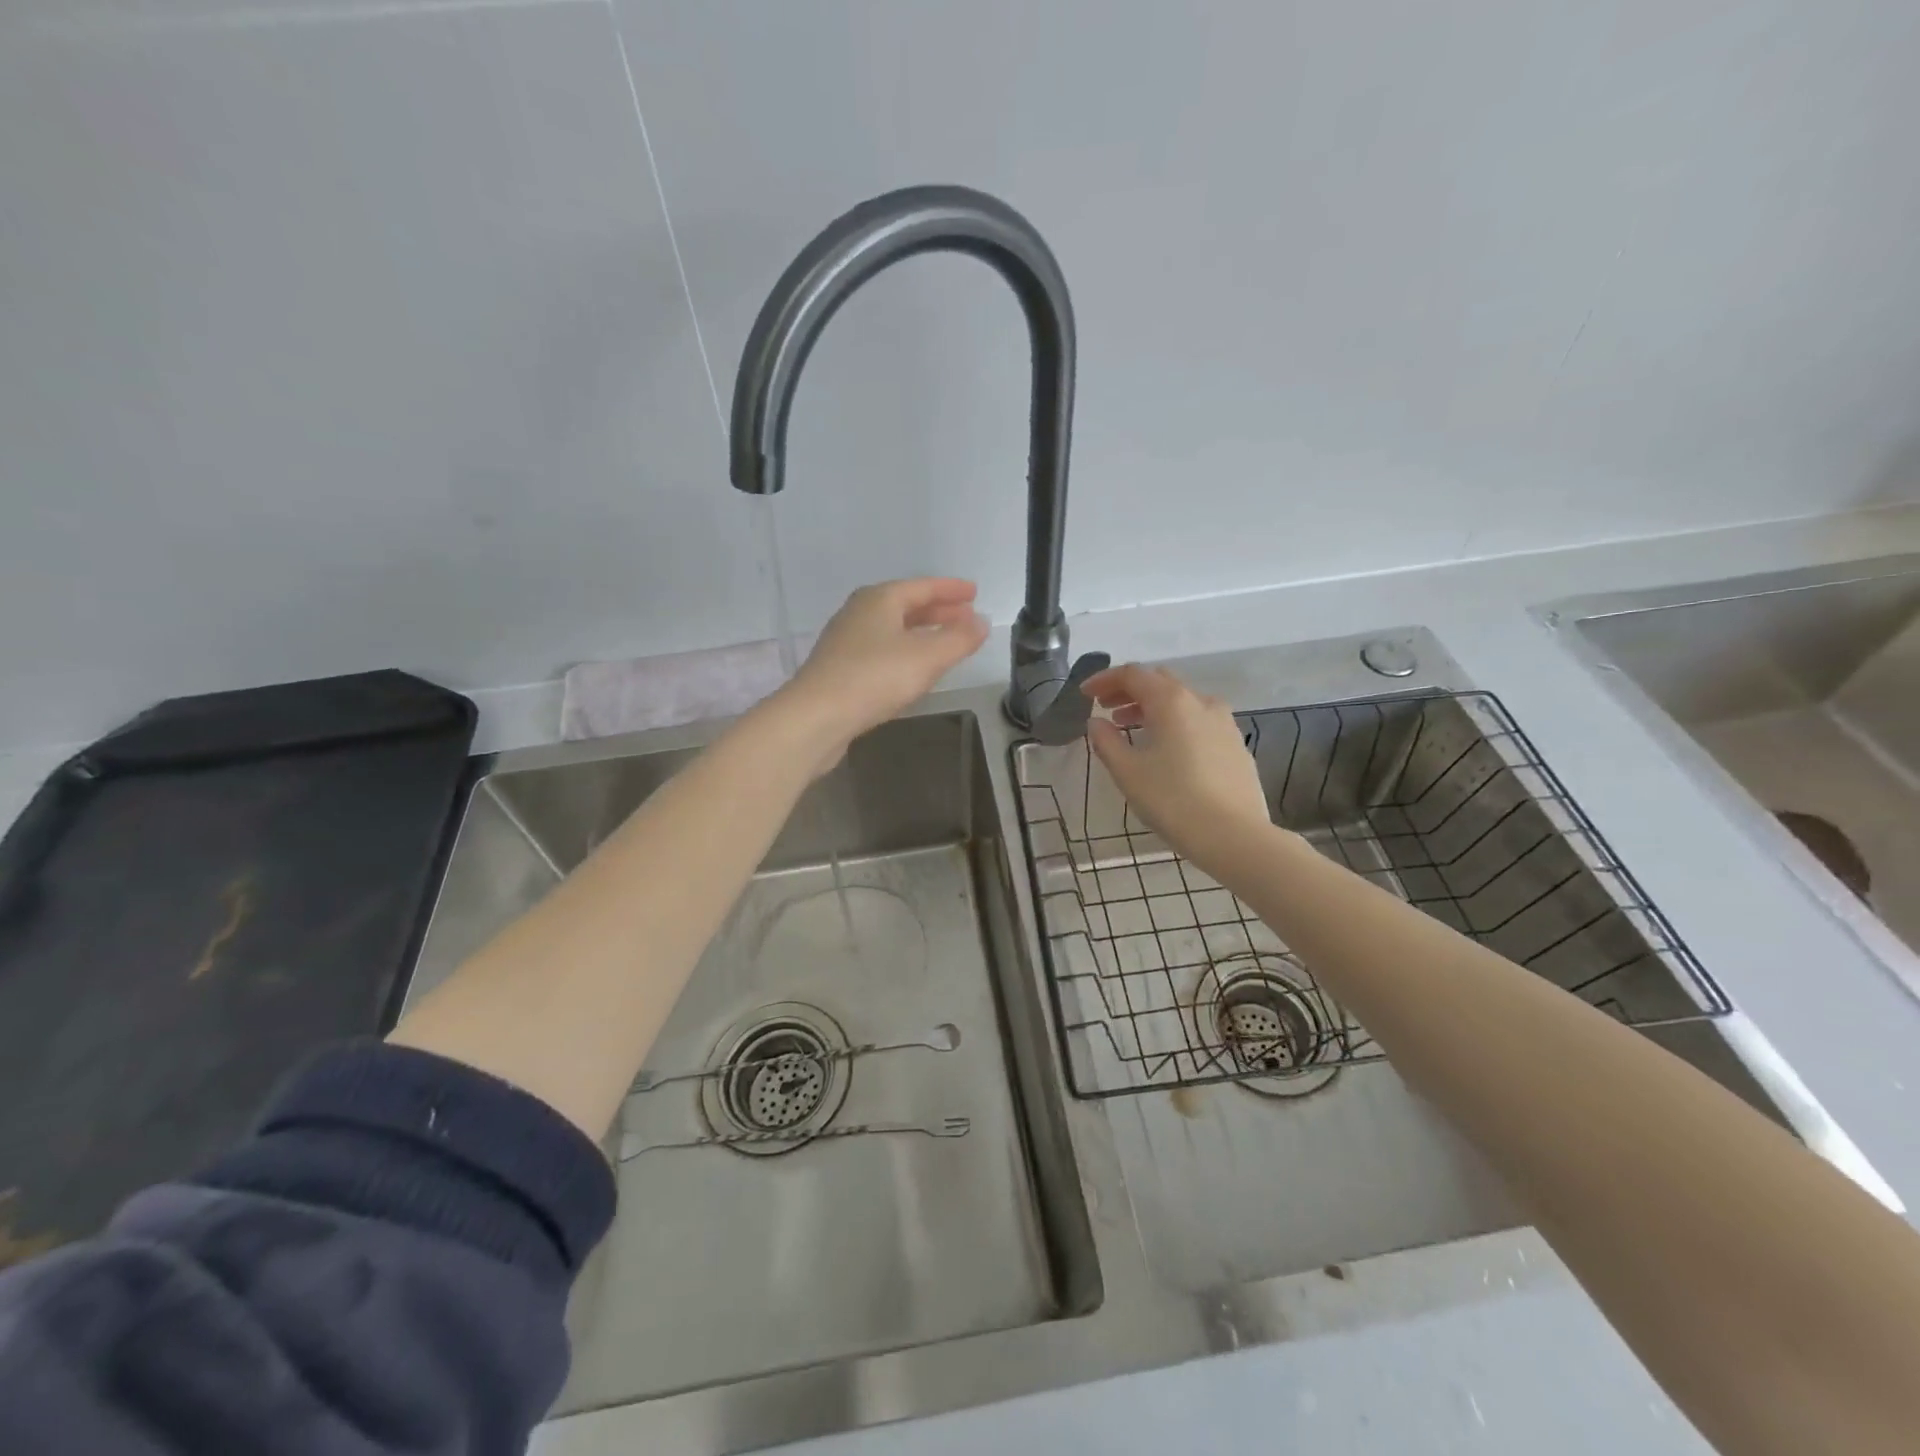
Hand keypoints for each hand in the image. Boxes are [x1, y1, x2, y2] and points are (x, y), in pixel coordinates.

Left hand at [773, 578, 989, 771]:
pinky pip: (882, 651)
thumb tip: (981, 622)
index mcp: (879, 599)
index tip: (974, 592)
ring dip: (922, 632)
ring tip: (947, 642)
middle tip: (967, 618)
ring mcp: (846, 641)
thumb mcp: (927, 657)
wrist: (815, 717)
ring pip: (893, 629)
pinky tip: (914, 669)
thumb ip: (959, 639)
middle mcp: (860, 613)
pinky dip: (905, 652)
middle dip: (938, 611)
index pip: (922, 587)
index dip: (951, 589)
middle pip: (906, 606)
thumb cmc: (874, 678)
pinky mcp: (839, 669)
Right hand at [1082, 664, 1274, 871]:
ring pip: (1182, 701)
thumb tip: (1096, 723)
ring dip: (1152, 707)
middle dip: (1129, 690)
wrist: (1234, 836)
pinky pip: (1199, 720)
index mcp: (1171, 702)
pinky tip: (1166, 748)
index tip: (1085, 694)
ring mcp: (1224, 722)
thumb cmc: (1173, 801)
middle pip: (1160, 681)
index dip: (1105, 680)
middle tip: (1106, 707)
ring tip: (1131, 728)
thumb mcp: (1128, 772)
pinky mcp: (1235, 745)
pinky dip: (1175, 723)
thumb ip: (1106, 741)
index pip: (1133, 674)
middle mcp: (1201, 702)